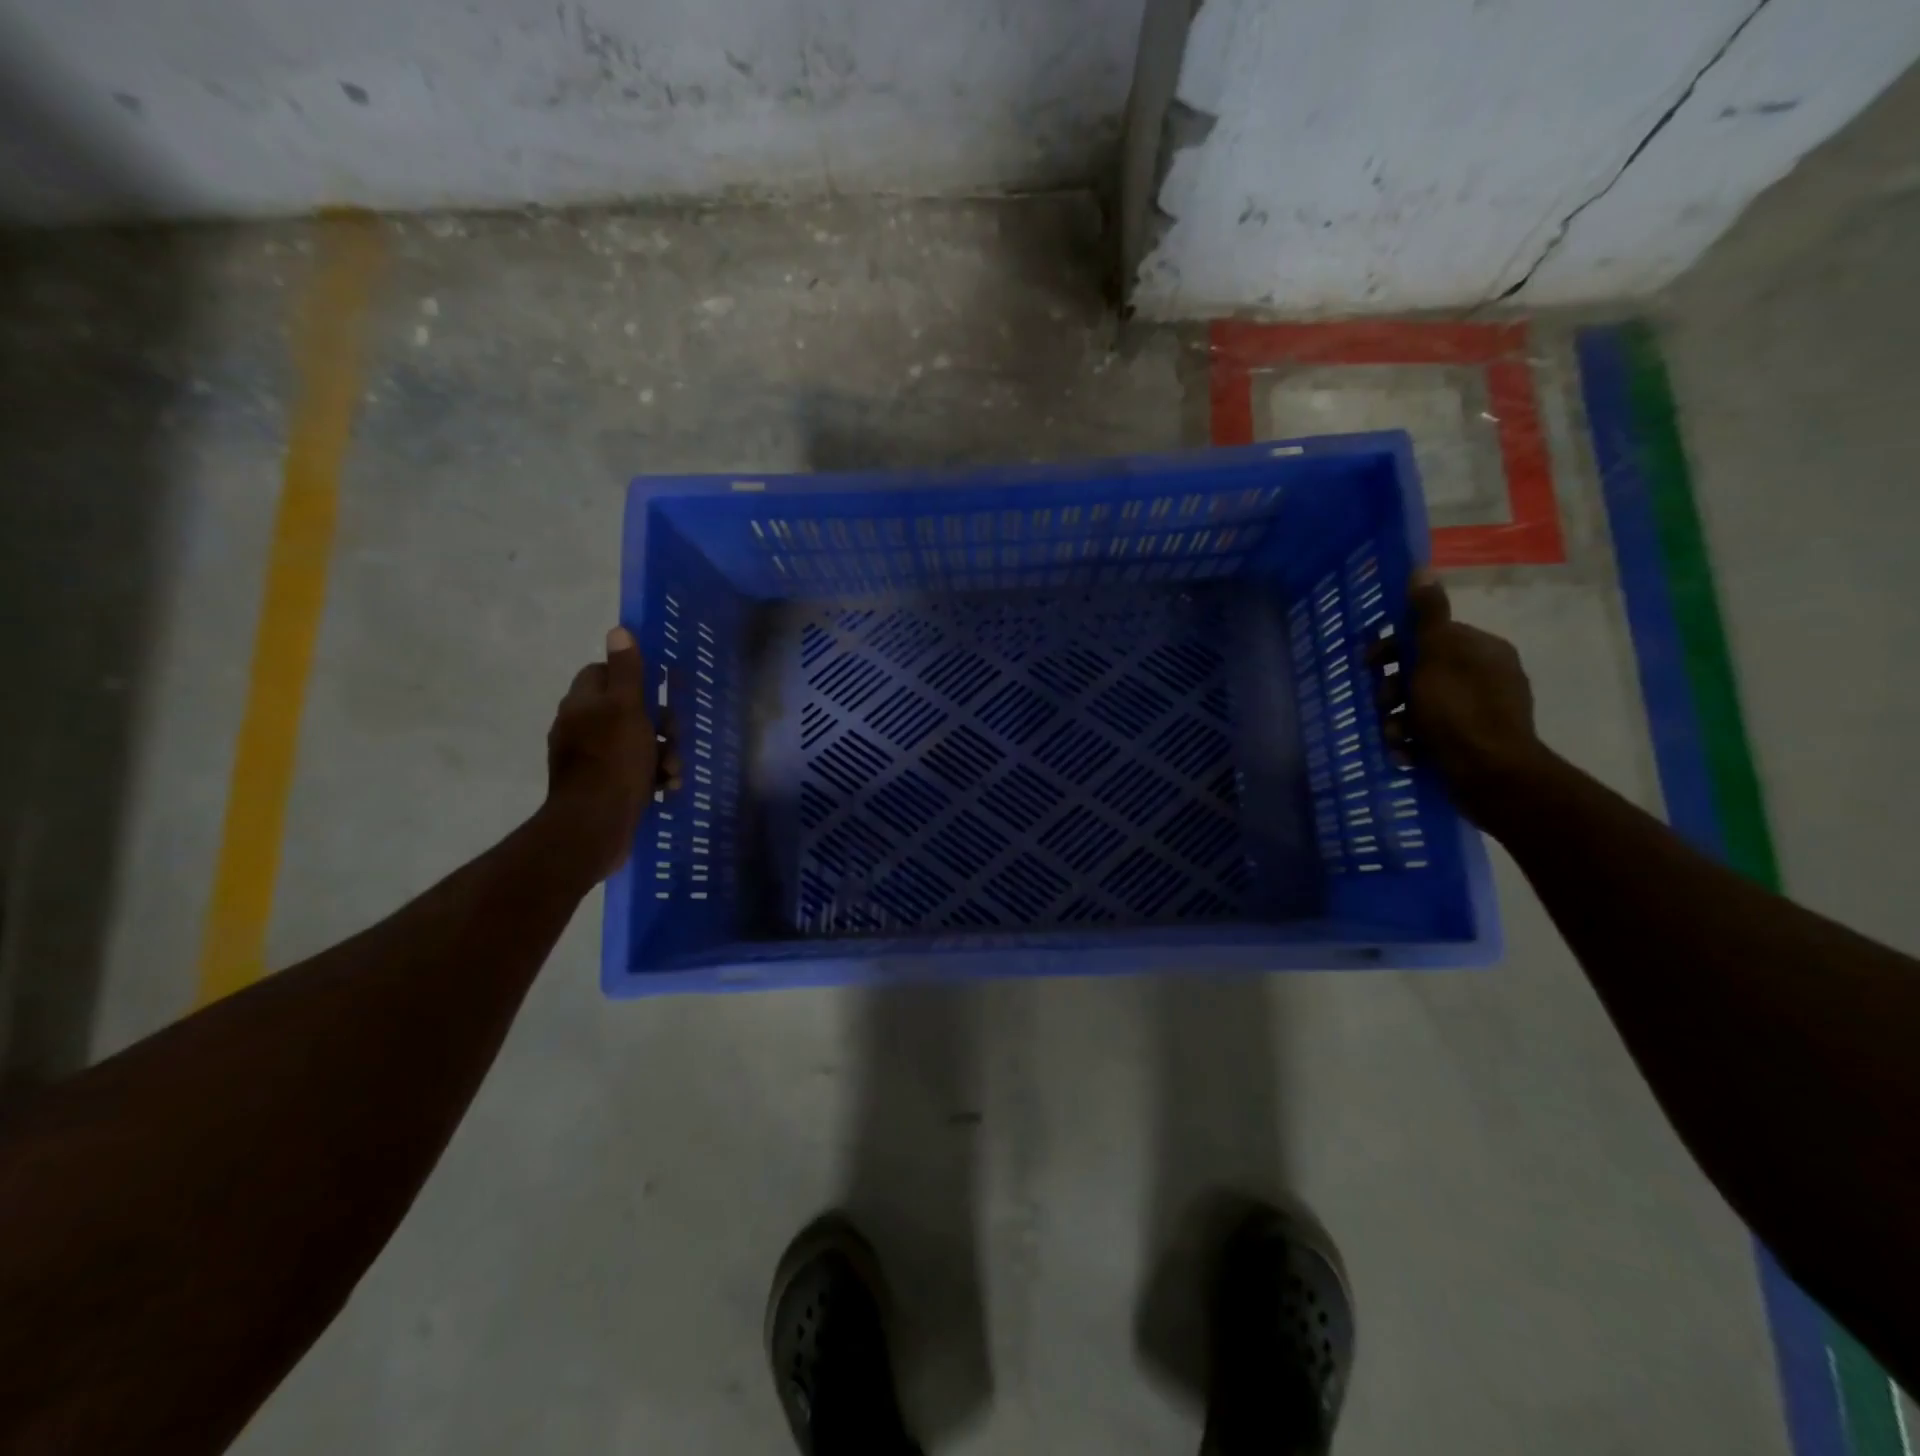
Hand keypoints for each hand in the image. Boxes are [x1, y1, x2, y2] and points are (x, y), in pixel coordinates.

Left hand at [544, 627, 680, 879]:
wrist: (594, 827)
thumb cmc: (614, 761)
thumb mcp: (627, 709)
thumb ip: (627, 671)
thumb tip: (618, 630)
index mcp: (582, 704)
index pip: (603, 673)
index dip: (634, 678)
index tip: (660, 691)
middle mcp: (579, 727)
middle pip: (626, 710)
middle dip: (659, 724)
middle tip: (674, 737)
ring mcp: (587, 760)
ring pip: (634, 743)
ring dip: (661, 753)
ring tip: (674, 771)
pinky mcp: (599, 787)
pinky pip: (631, 772)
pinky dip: (651, 777)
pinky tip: (667, 788)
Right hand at [1388, 571, 1542, 818]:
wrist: (1490, 776)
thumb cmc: (1459, 712)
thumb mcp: (1436, 657)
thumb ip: (1427, 616)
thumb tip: (1422, 571)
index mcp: (1481, 650)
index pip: (1430, 636)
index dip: (1395, 648)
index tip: (1370, 664)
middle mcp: (1485, 676)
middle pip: (1420, 672)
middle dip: (1393, 690)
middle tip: (1384, 705)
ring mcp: (1480, 712)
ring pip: (1421, 706)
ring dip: (1398, 720)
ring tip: (1395, 737)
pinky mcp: (1472, 742)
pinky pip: (1431, 733)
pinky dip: (1413, 741)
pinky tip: (1406, 753)